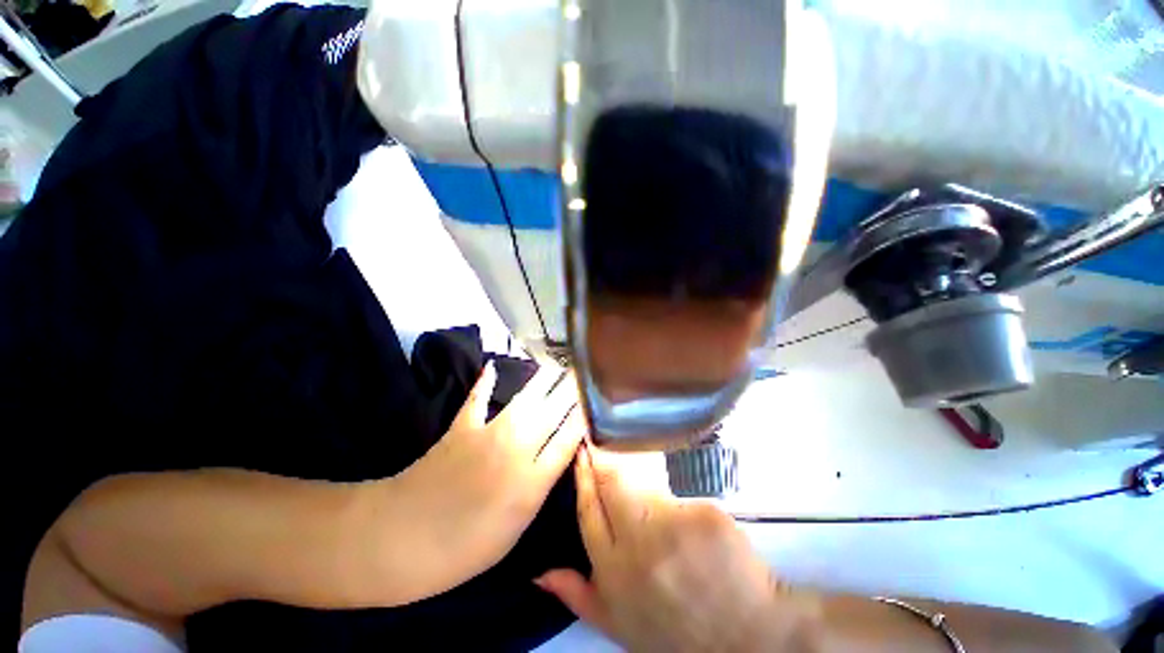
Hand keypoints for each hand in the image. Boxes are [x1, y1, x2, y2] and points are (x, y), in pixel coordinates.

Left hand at [389, 362, 586, 593]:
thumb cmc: (467, 548)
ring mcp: (489, 433)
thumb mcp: (517, 527)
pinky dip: (485, 382)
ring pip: (527, 398)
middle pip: (554, 410)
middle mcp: (518, 448)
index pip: (571, 435)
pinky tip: (492, 367)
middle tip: (585, 373)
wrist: (403, 539)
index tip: (596, 399)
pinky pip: (479, 398)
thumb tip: (558, 455)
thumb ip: (541, 485)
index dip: (585, 414)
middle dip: (572, 390)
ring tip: (558, 365)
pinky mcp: (463, 426)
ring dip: (545, 380)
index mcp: (534, 479)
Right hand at [535, 445, 820, 652]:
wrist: (749, 638)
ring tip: (638, 462)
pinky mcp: (703, 511)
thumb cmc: (680, 632)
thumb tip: (540, 575)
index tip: (581, 453)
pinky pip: (680, 489)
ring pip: (644, 480)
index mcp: (614, 571)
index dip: (583, 478)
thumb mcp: (621, 627)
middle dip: (602, 457)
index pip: (589, 510)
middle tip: (600, 438)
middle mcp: (638, 544)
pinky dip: (677, 489)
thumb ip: (580, 597)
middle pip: (611, 483)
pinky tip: (685, 502)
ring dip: (637, 467)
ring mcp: (673, 525)